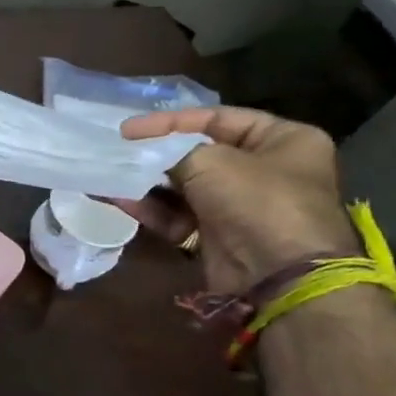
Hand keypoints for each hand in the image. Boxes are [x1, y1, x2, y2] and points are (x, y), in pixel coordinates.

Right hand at [115, 107, 355, 292]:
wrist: (277, 277)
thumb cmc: (255, 201)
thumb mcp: (211, 161)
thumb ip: (173, 151)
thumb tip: (147, 154)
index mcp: (284, 140)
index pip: (217, 118)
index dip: (170, 121)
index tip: (128, 129)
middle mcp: (267, 170)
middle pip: (200, 153)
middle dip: (156, 154)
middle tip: (118, 151)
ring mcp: (242, 206)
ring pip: (185, 186)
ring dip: (147, 182)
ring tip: (111, 174)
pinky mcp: (220, 236)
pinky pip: (179, 215)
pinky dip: (152, 208)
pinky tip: (119, 200)